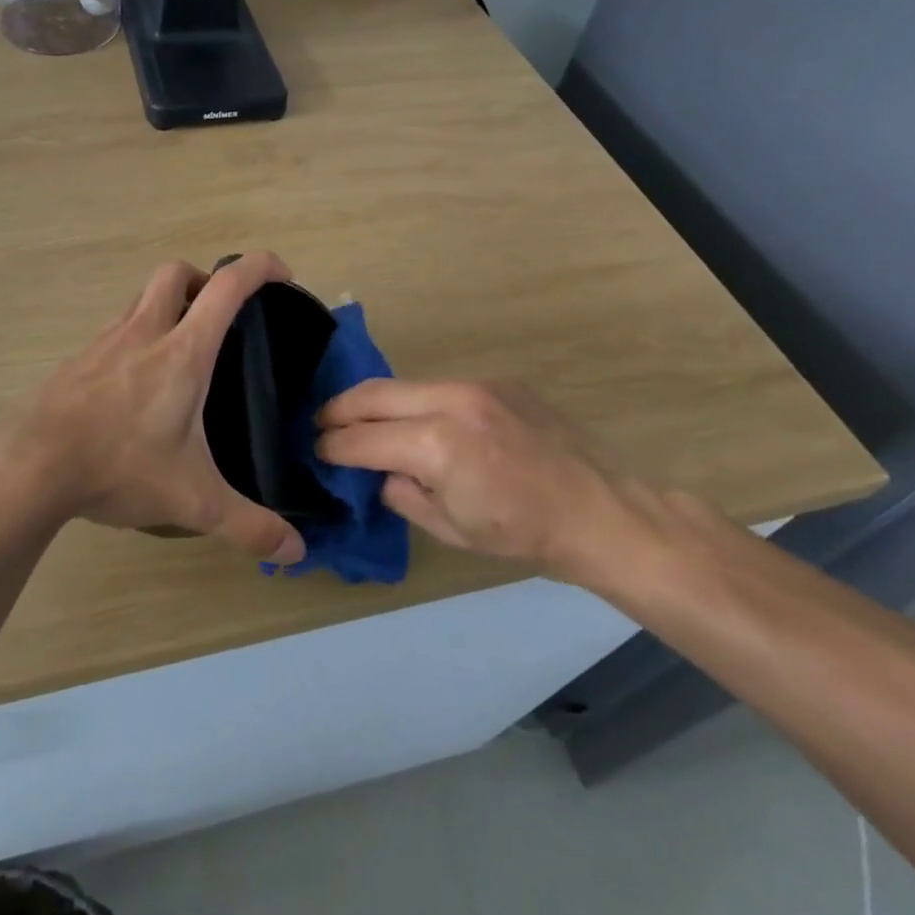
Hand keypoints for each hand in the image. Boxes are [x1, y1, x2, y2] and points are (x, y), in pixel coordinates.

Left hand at [0, 253, 306, 565]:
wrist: (31, 466)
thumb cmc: (119, 466)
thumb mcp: (193, 501)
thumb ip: (248, 525)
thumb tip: (296, 550)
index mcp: (183, 351)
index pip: (227, 285)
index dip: (259, 267)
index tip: (281, 275)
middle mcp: (144, 331)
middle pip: (176, 272)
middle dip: (204, 280)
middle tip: (220, 316)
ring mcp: (105, 341)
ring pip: (141, 297)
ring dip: (167, 304)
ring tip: (181, 349)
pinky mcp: (78, 359)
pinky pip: (114, 328)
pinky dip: (135, 335)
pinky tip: (136, 381)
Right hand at [315, 380, 646, 586]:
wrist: (599, 511)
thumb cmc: (522, 533)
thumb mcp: (449, 528)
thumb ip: (401, 493)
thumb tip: (377, 471)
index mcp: (437, 445)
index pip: (363, 439)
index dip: (332, 447)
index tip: (315, 451)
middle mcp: (450, 401)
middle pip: (373, 394)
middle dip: (338, 409)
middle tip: (319, 424)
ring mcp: (474, 385)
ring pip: (403, 385)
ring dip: (375, 402)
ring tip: (358, 420)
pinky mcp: (493, 381)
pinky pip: (437, 387)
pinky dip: (413, 402)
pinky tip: (414, 422)